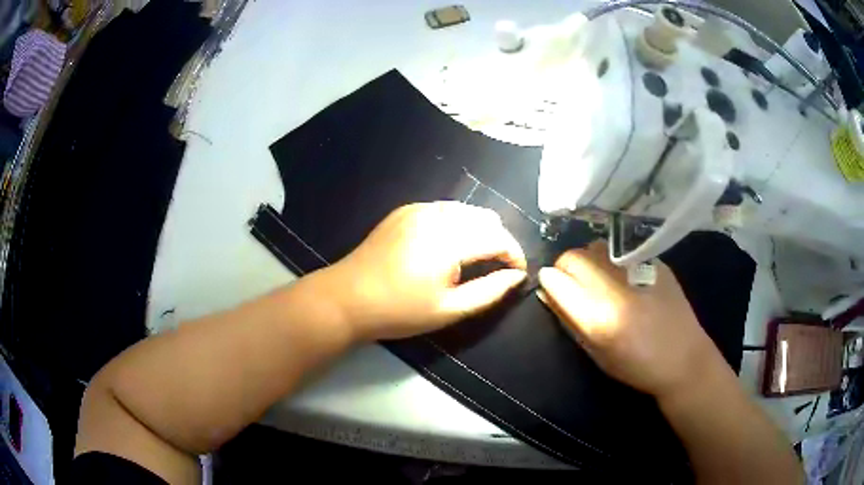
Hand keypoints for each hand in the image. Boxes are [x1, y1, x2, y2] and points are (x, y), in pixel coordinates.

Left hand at [319, 202, 527, 340]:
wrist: (348, 297)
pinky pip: (443, 209)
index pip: (498, 238)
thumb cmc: (399, 310)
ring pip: (466, 210)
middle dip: (499, 241)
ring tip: (475, 257)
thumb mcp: (449, 309)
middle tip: (496, 267)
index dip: (514, 254)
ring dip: (479, 230)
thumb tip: (517, 277)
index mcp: (449, 240)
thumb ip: (489, 291)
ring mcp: (418, 209)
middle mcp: (437, 215)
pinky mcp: (405, 210)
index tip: (517, 272)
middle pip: (486, 218)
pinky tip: (448, 244)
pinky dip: (456, 222)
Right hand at [537, 242, 721, 399]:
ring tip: (601, 279)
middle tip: (574, 284)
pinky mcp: (654, 262)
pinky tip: (625, 280)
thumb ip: (569, 321)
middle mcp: (615, 287)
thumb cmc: (637, 366)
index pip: (556, 279)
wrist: (684, 359)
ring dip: (589, 260)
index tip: (552, 288)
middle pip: (573, 256)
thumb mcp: (596, 355)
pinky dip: (613, 261)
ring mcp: (637, 269)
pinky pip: (621, 251)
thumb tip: (548, 293)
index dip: (549, 281)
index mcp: (598, 317)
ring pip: (596, 247)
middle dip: (566, 268)